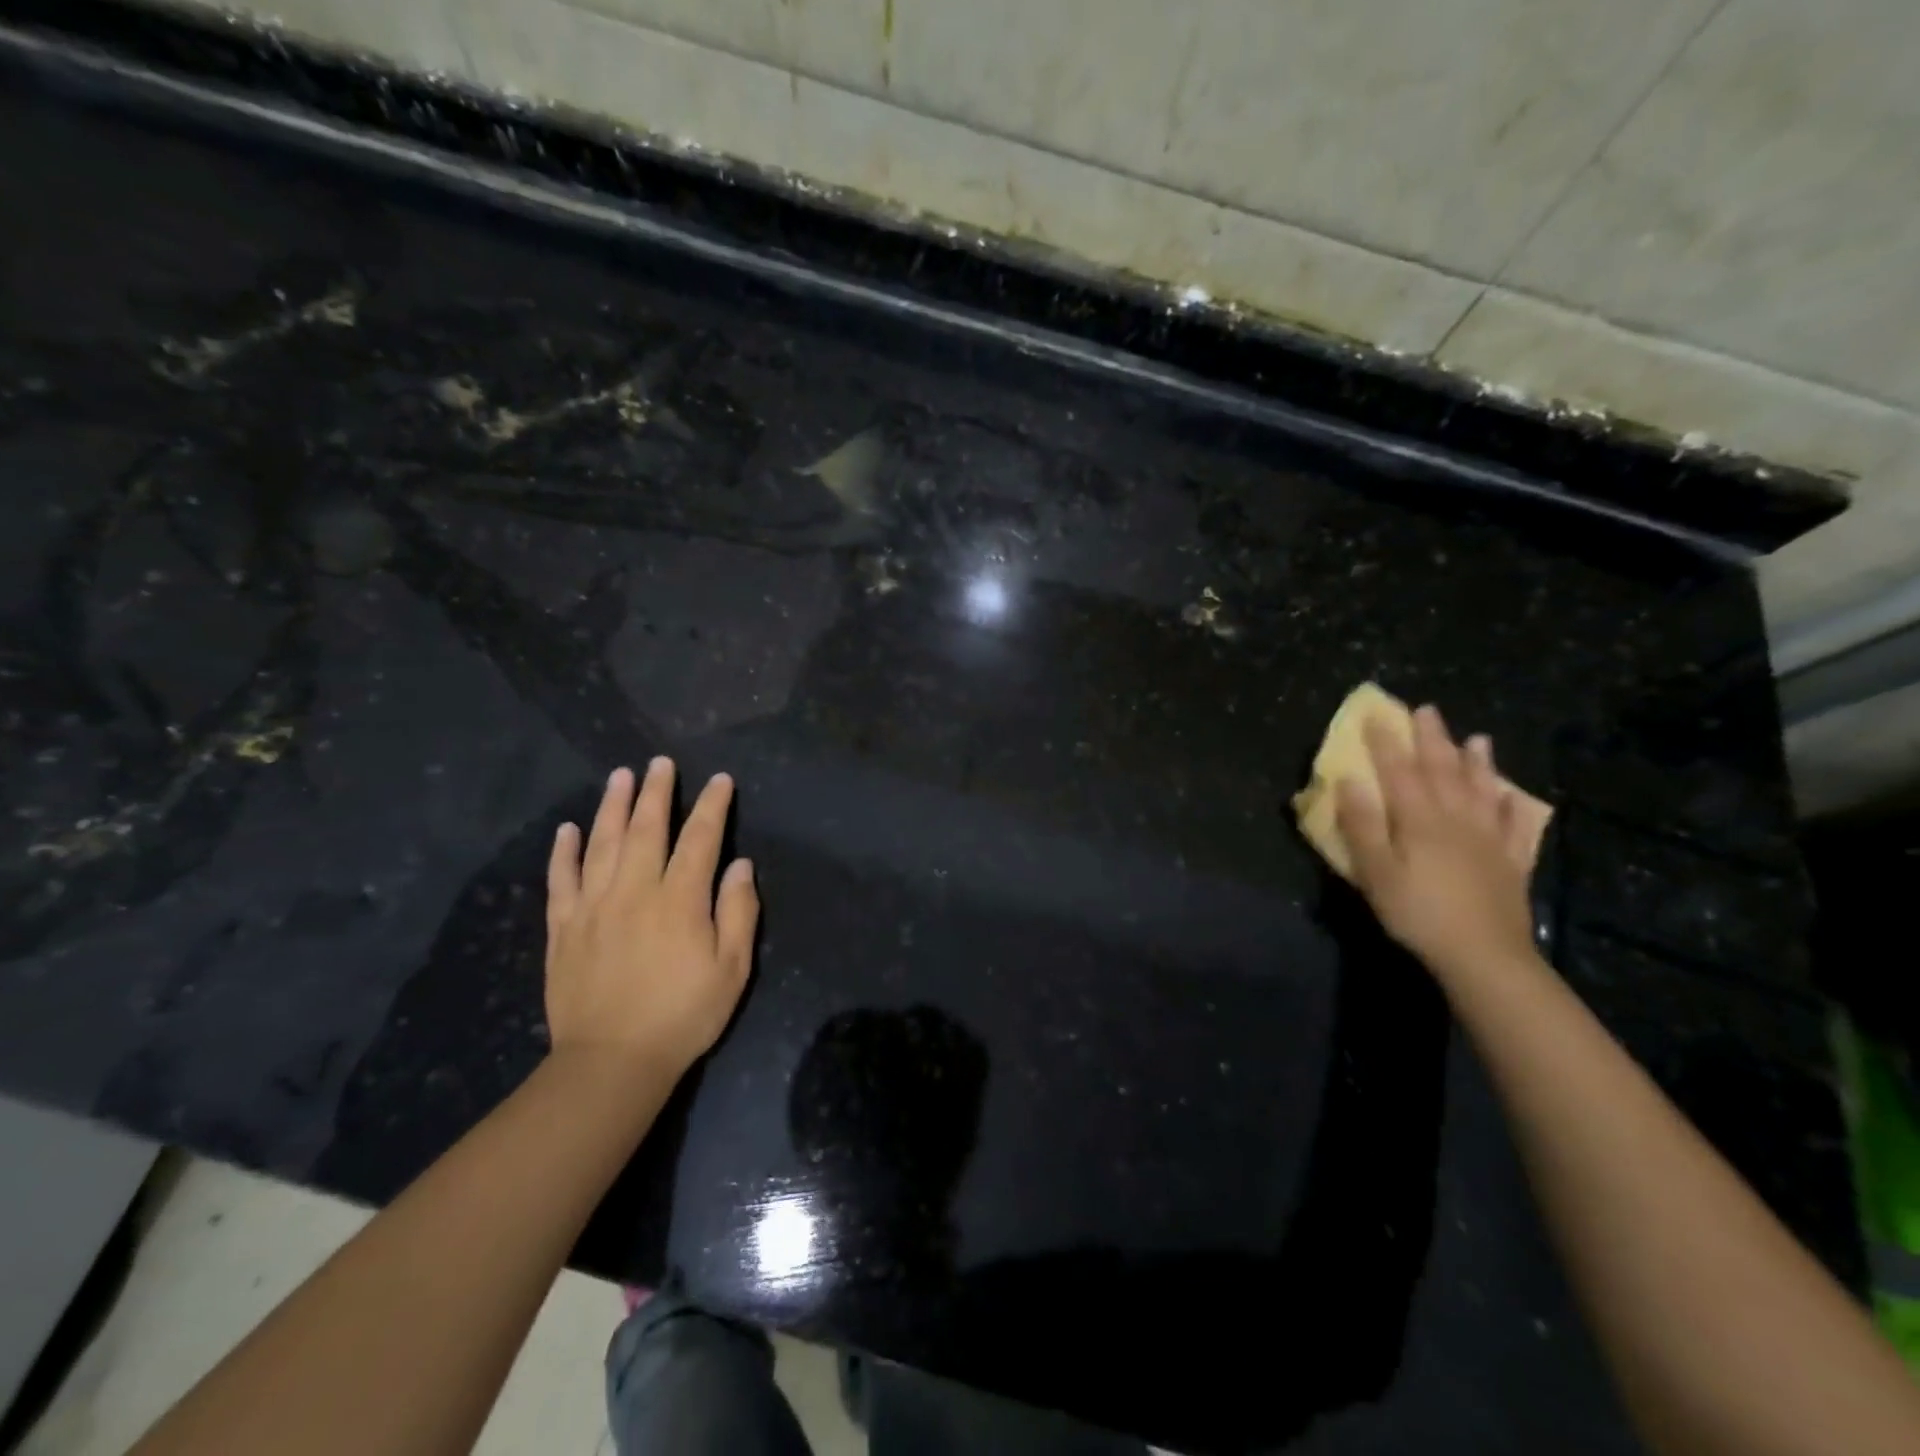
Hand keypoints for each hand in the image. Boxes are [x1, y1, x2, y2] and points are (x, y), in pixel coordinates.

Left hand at [545, 759, 758, 1077]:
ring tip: (619, 776)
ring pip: (602, 843)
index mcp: (680, 900)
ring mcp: (593, 907)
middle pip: (646, 829)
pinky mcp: (563, 928)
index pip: (700, 839)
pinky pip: (561, 880)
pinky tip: (568, 828)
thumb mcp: (732, 969)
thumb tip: (740, 865)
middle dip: (656, 792)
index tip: (720, 780)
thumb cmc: (683, 1014)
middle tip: (660, 762)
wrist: (612, 1062)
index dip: (712, 806)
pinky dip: (564, 851)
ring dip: (612, 806)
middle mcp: (635, 891)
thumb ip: (739, 912)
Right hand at [1334, 705, 1537, 981]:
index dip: (1385, 742)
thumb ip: (1361, 824)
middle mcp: (1456, 818)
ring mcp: (1488, 839)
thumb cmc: (1417, 912)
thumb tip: (1348, 780)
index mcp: (1419, 819)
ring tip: (1478, 738)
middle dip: (1432, 739)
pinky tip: (1512, 796)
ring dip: (1477, 762)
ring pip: (1481, 790)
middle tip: (1427, 710)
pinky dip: (1512, 806)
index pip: (1398, 771)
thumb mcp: (1375, 871)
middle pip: (1442, 770)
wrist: (1483, 955)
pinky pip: (1515, 826)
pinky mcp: (1511, 863)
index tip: (1375, 715)